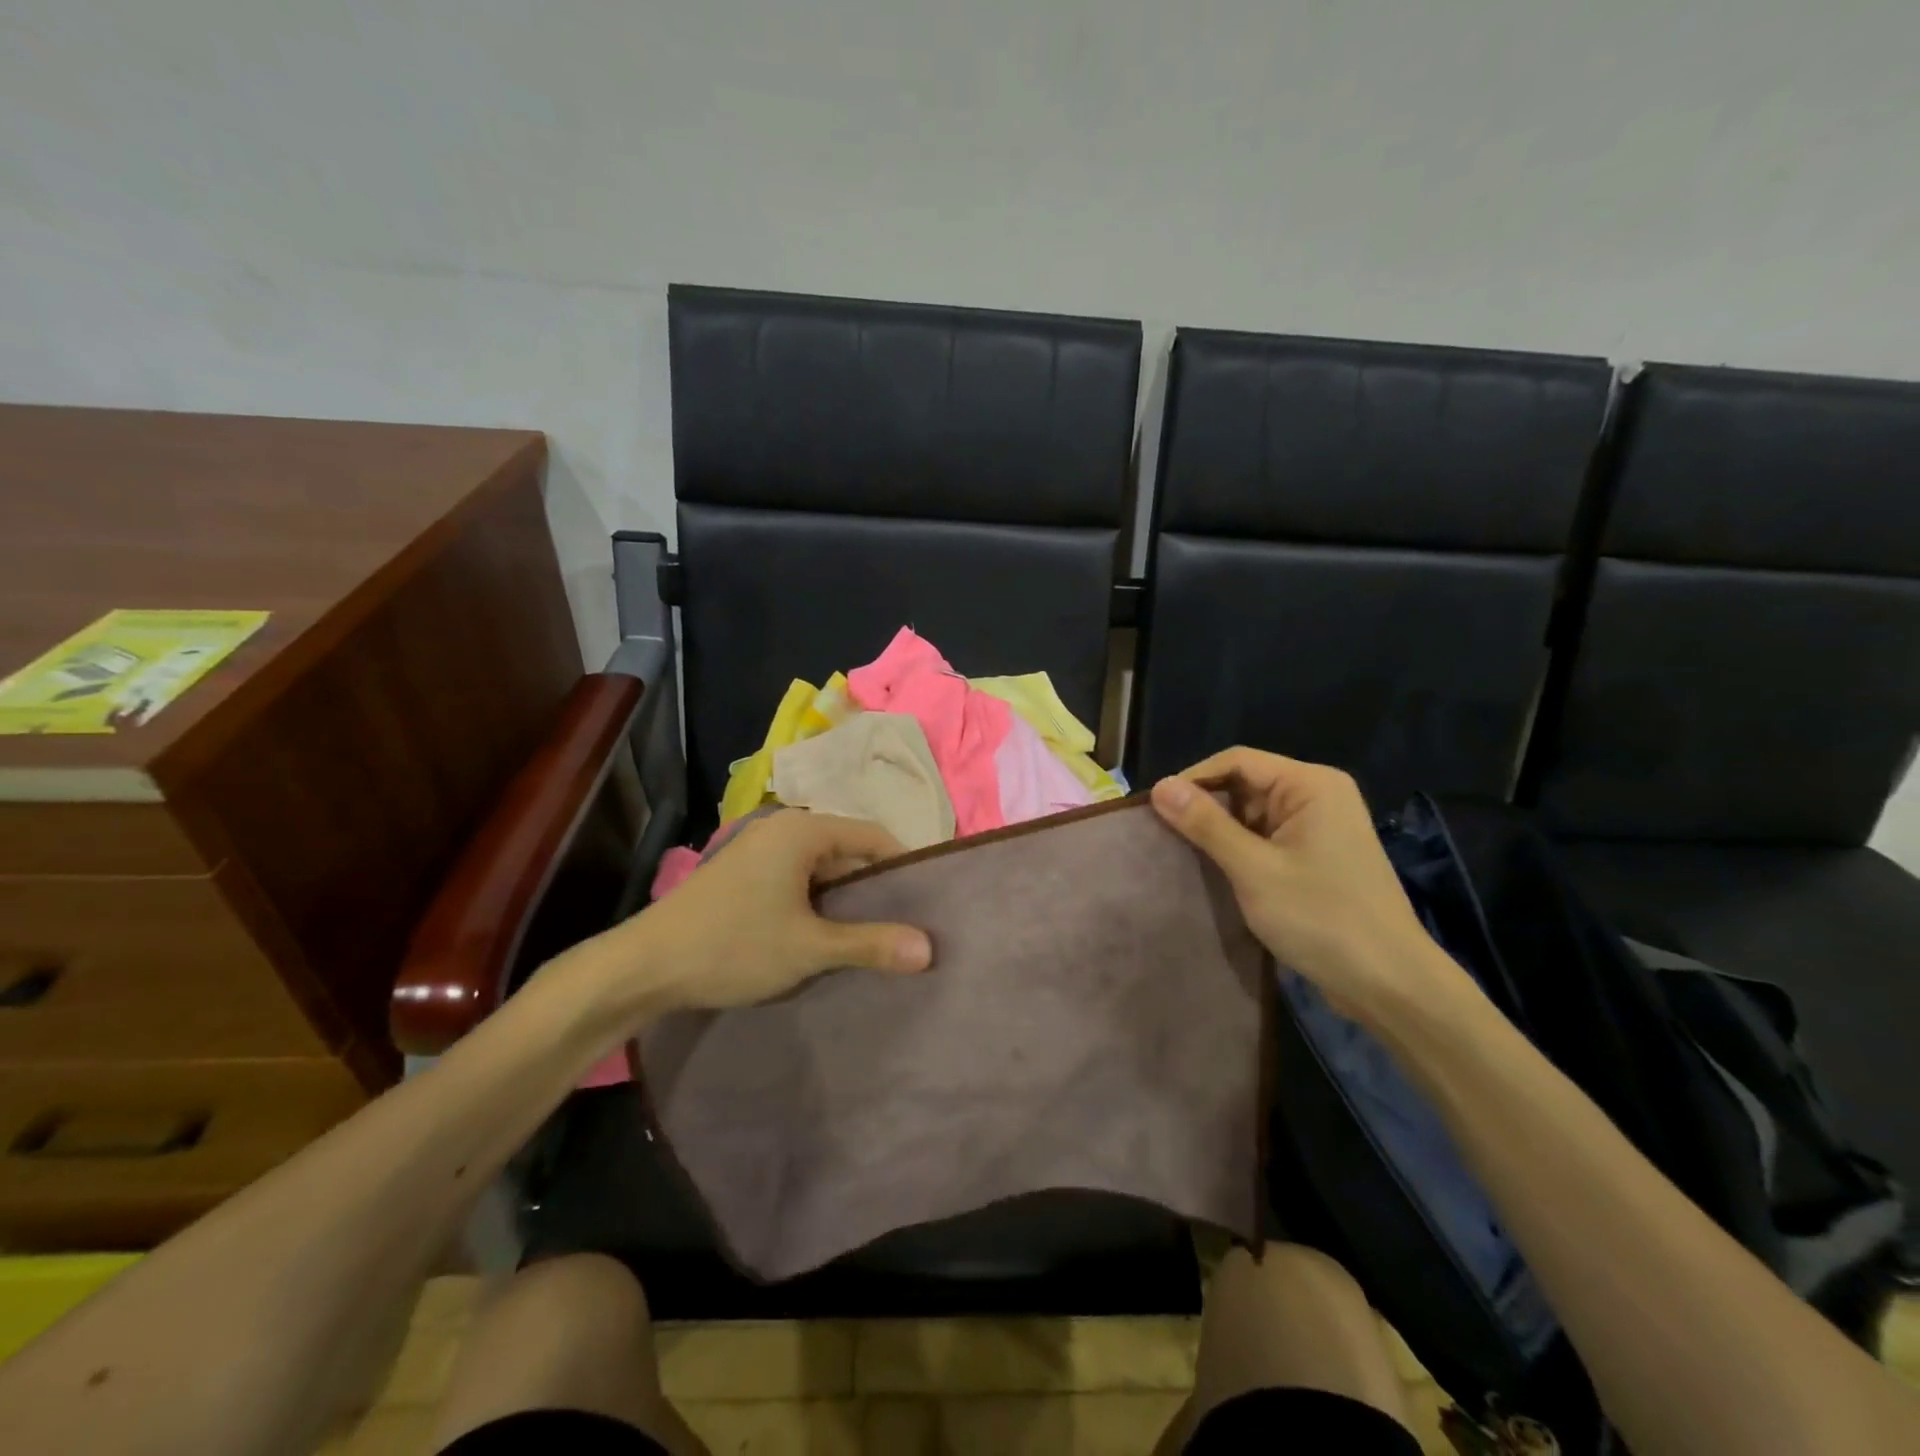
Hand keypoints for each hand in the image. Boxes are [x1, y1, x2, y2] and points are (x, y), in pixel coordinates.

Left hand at [573, 810, 932, 1022]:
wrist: (643, 966)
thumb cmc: (733, 946)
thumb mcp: (809, 948)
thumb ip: (870, 943)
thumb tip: (929, 948)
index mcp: (802, 830)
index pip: (873, 835)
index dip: (904, 866)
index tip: (926, 902)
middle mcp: (782, 828)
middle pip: (848, 849)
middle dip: (874, 886)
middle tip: (903, 923)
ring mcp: (758, 849)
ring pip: (821, 867)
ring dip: (845, 898)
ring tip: (870, 933)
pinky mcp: (742, 873)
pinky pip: (796, 878)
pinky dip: (817, 902)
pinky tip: (824, 934)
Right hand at [1150, 749, 1465, 1018]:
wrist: (1389, 985)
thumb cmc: (1322, 918)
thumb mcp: (1254, 869)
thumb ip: (1206, 824)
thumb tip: (1160, 786)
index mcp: (1311, 785)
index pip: (1237, 761)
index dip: (1193, 779)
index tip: (1153, 809)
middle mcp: (1317, 797)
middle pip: (1244, 784)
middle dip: (1204, 807)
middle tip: (1162, 835)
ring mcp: (1318, 829)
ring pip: (1251, 814)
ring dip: (1218, 832)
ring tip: (1179, 854)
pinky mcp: (1315, 858)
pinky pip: (1265, 839)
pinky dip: (1237, 850)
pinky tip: (1211, 871)